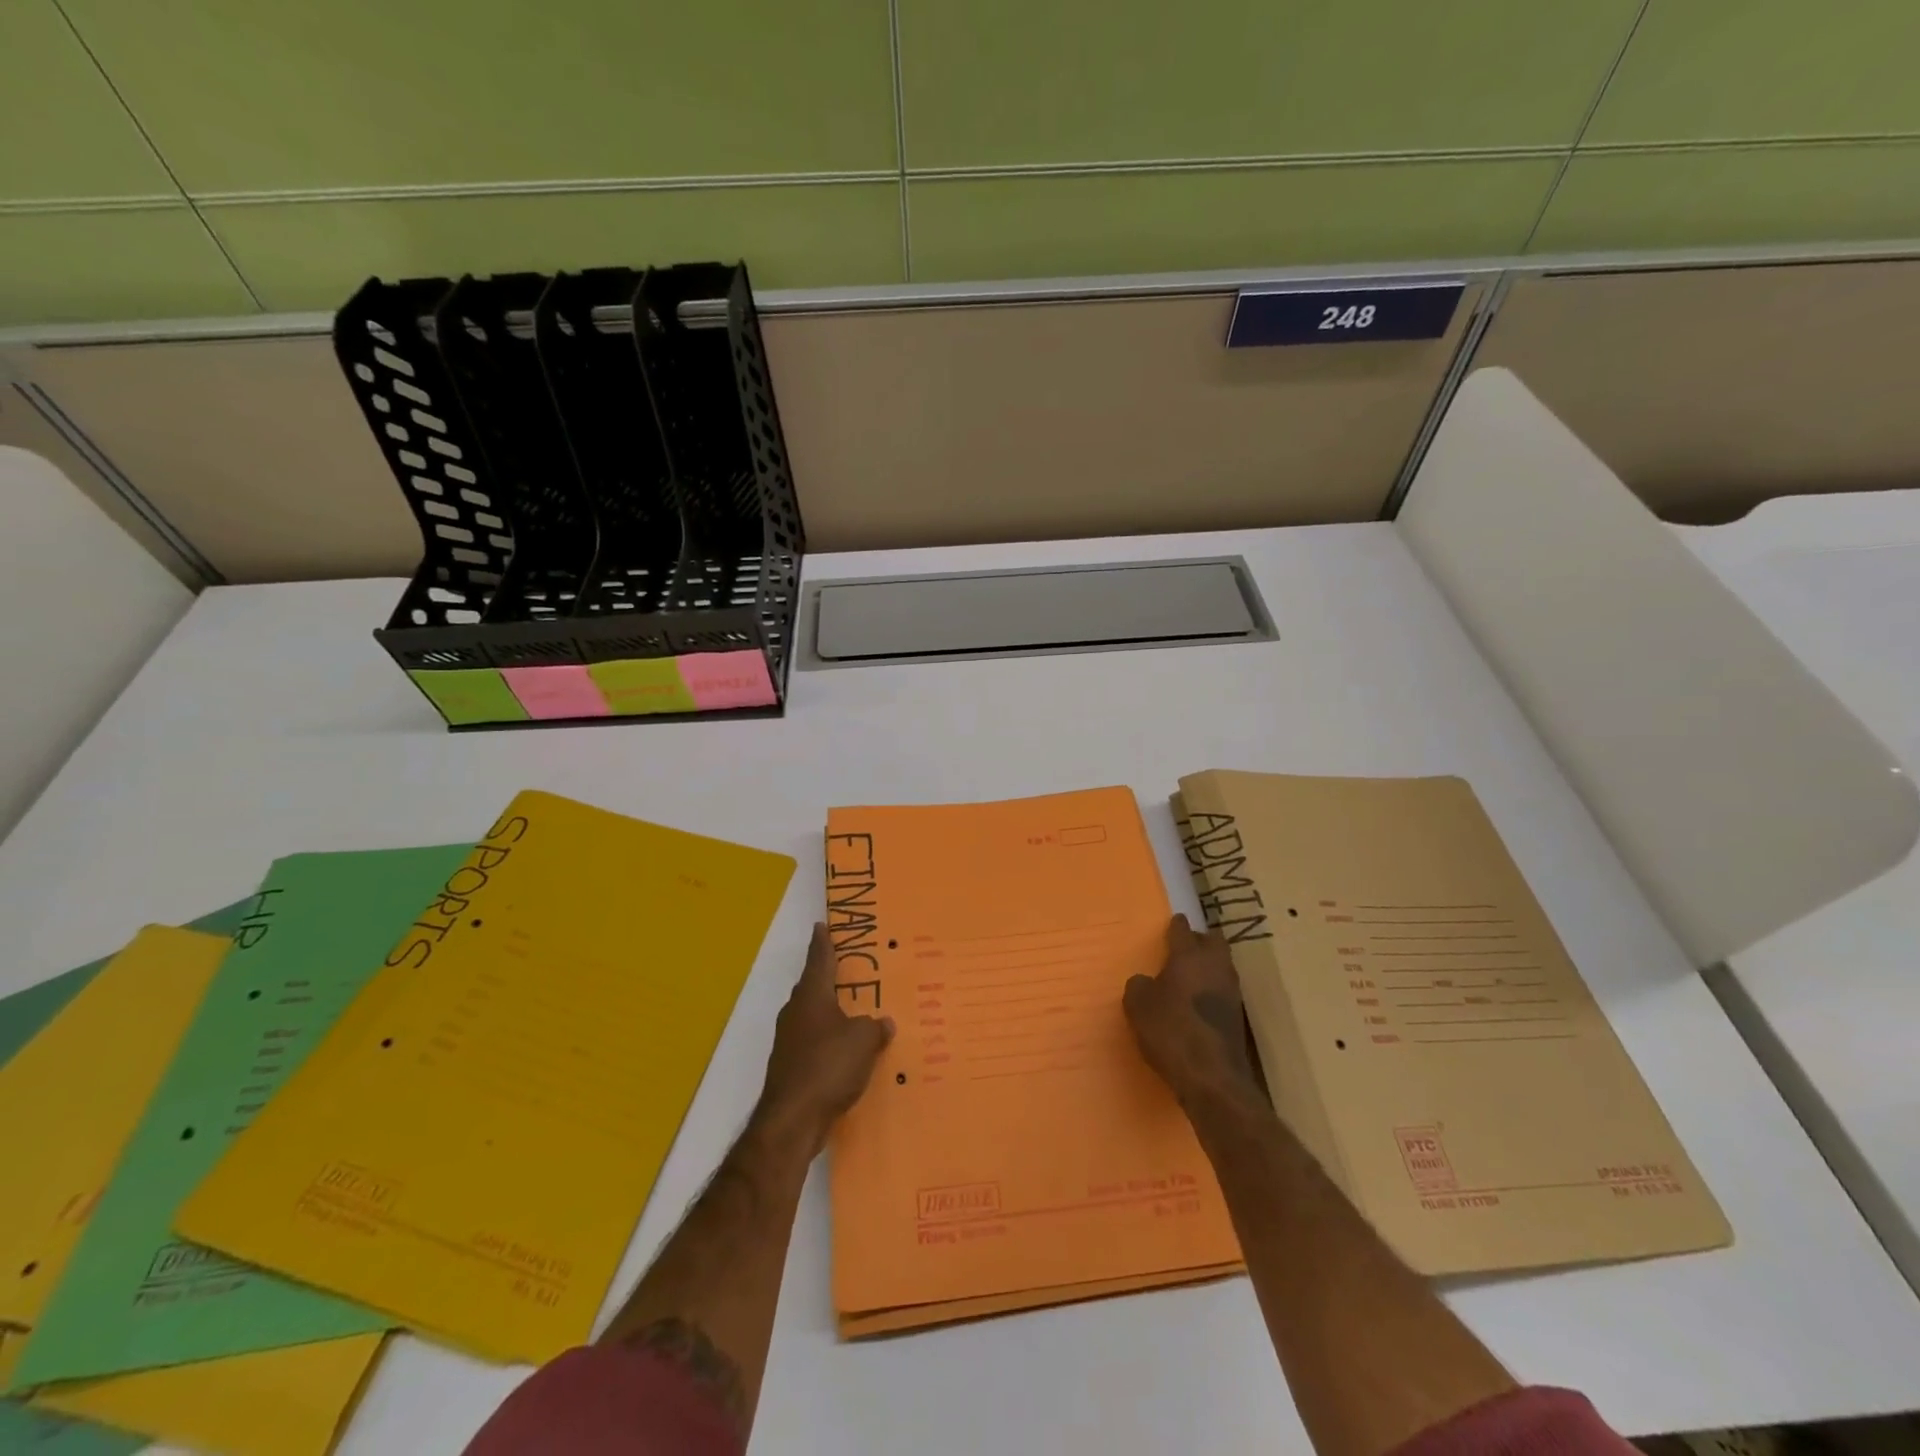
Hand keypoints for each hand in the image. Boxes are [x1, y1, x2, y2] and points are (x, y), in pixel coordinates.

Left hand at [756, 923, 894, 1154]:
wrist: (793, 1121)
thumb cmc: (828, 1066)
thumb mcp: (863, 1040)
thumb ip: (875, 1027)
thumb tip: (883, 1023)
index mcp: (812, 996)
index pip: (819, 959)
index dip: (823, 942)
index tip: (822, 925)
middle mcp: (796, 1013)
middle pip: (814, 987)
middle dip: (830, 979)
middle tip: (851, 970)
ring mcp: (790, 1042)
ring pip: (814, 1018)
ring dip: (832, 1015)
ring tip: (856, 1013)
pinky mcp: (791, 1069)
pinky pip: (815, 1045)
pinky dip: (830, 1044)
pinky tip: (847, 1054)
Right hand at [1124, 914, 1258, 1103]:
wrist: (1212, 1077)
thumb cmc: (1170, 1031)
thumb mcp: (1138, 1005)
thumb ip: (1139, 986)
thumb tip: (1145, 982)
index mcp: (1189, 956)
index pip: (1183, 930)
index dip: (1176, 925)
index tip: (1174, 922)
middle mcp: (1215, 967)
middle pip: (1213, 942)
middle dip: (1200, 940)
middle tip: (1184, 947)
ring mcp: (1232, 992)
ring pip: (1222, 966)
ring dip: (1209, 966)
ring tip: (1190, 975)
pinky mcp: (1238, 1017)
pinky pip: (1224, 991)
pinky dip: (1212, 991)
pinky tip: (1199, 1003)